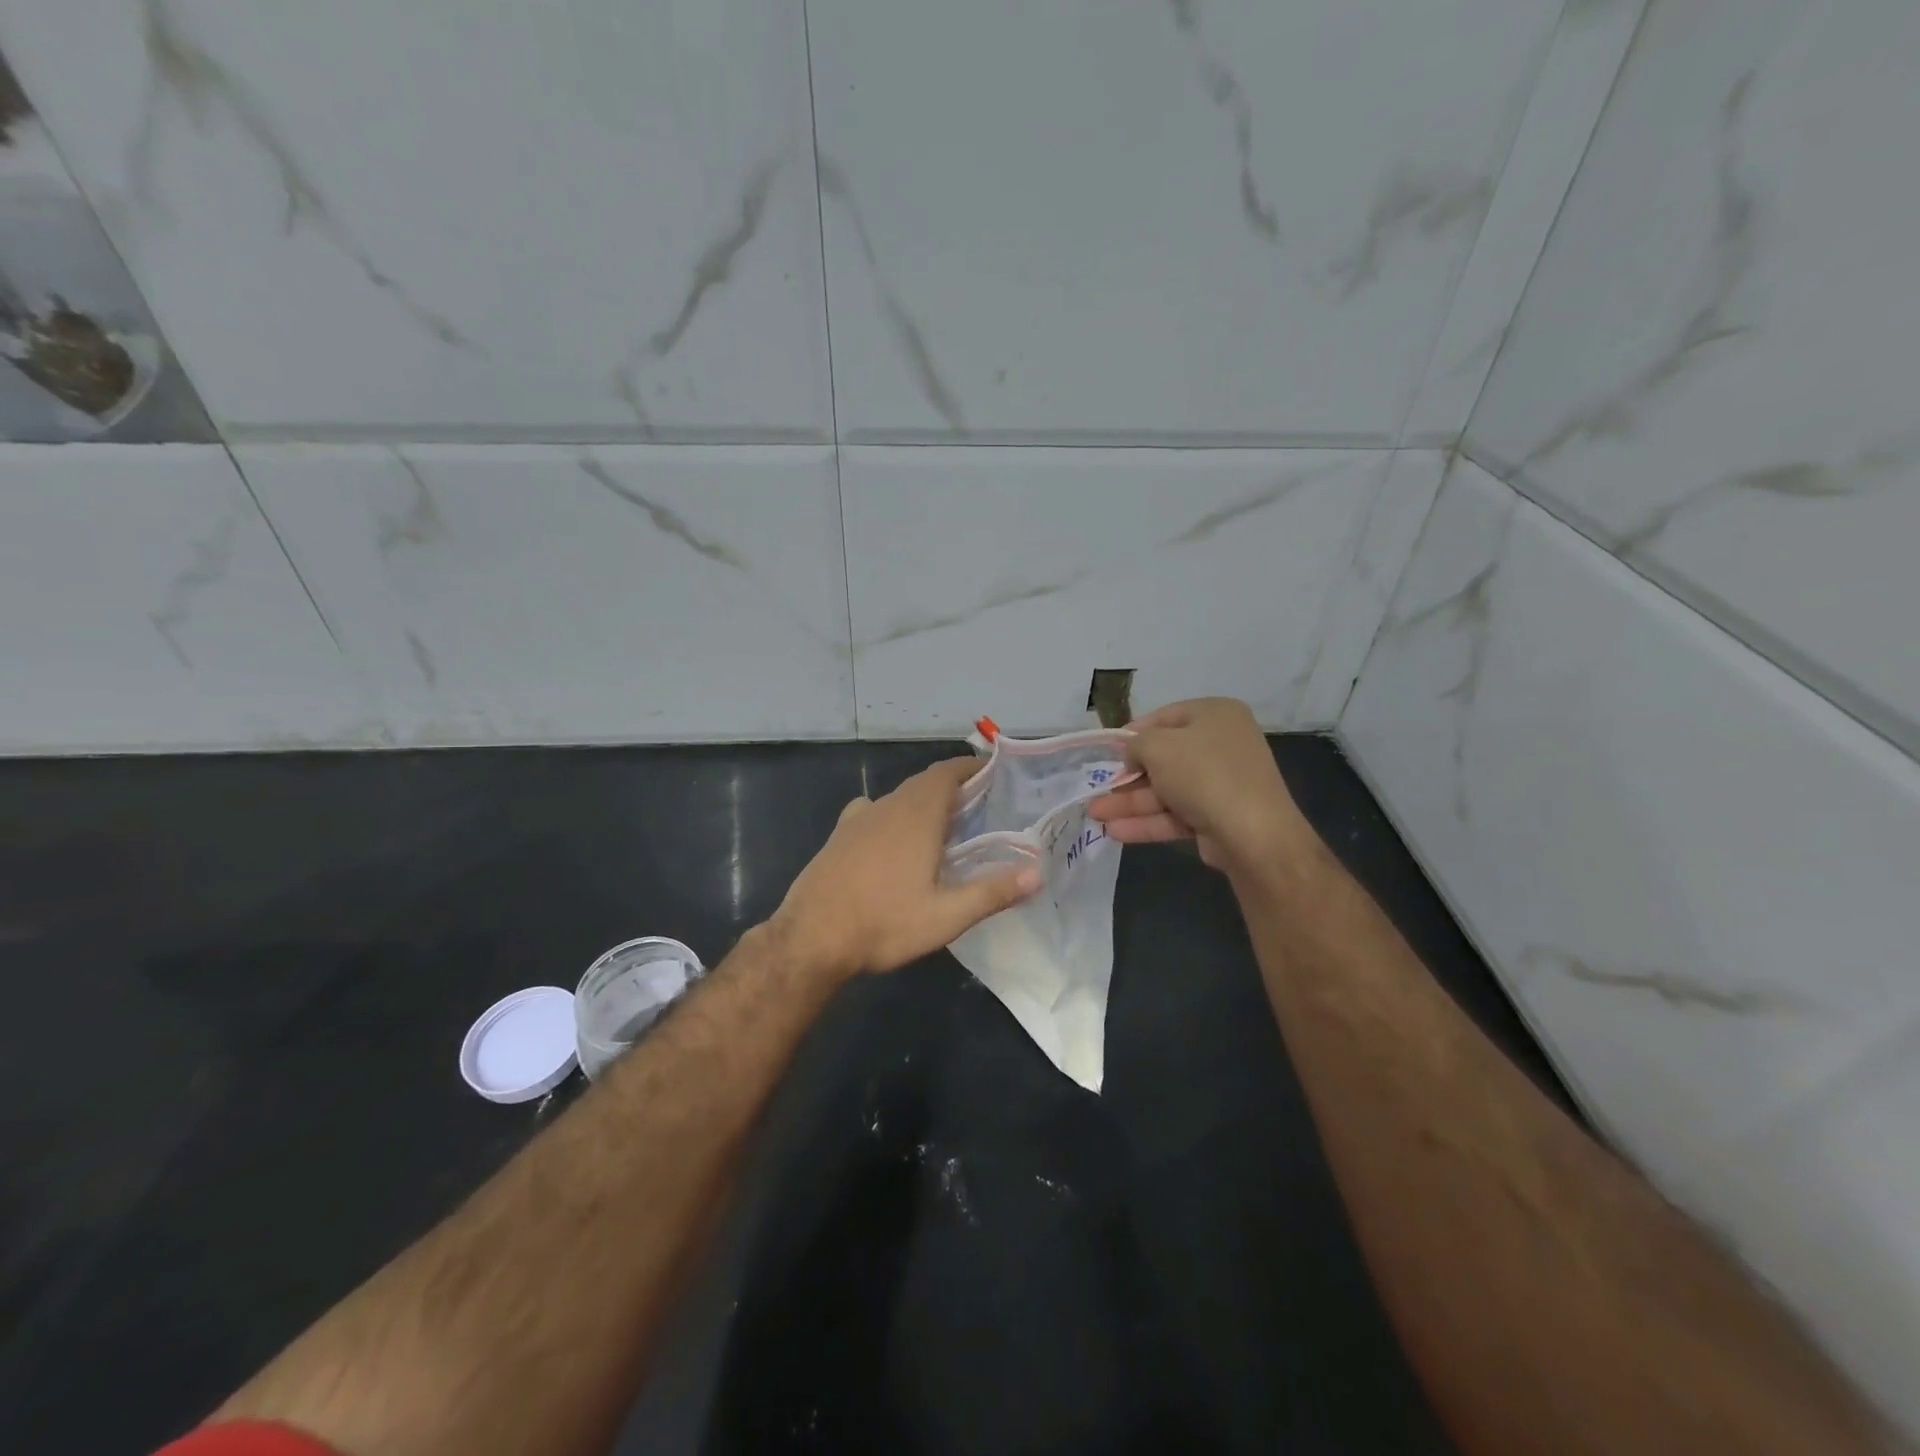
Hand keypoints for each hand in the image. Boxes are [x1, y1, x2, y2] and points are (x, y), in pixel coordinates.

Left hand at [772, 757, 1040, 978]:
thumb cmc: (883, 924)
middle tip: (980, 804)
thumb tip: (1038, 871)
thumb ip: (993, 892)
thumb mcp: (946, 916)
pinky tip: (895, 840)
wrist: (810, 939)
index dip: (970, 767)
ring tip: (945, 825)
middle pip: (924, 782)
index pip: (946, 772)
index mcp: (916, 816)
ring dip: (923, 801)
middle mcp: (886, 807)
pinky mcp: (838, 836)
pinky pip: (873, 811)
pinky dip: (893, 815)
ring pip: (898, 797)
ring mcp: (858, 819)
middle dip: (952, 785)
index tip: (993, 771)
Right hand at [1088, 697, 1309, 872]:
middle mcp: (1221, 745)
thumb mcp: (1159, 747)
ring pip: (1165, 791)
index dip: (1132, 733)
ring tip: (1094, 815)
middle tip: (1097, 787)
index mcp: (1215, 715)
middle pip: (1163, 758)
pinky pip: (1175, 815)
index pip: (1165, 717)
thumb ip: (1136, 744)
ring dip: (1129, 803)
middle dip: (1126, 777)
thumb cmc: (1203, 774)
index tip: (1108, 750)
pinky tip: (1115, 832)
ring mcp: (1220, 784)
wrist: (1253, 834)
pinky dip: (1147, 822)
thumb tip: (1131, 753)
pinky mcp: (1216, 817)